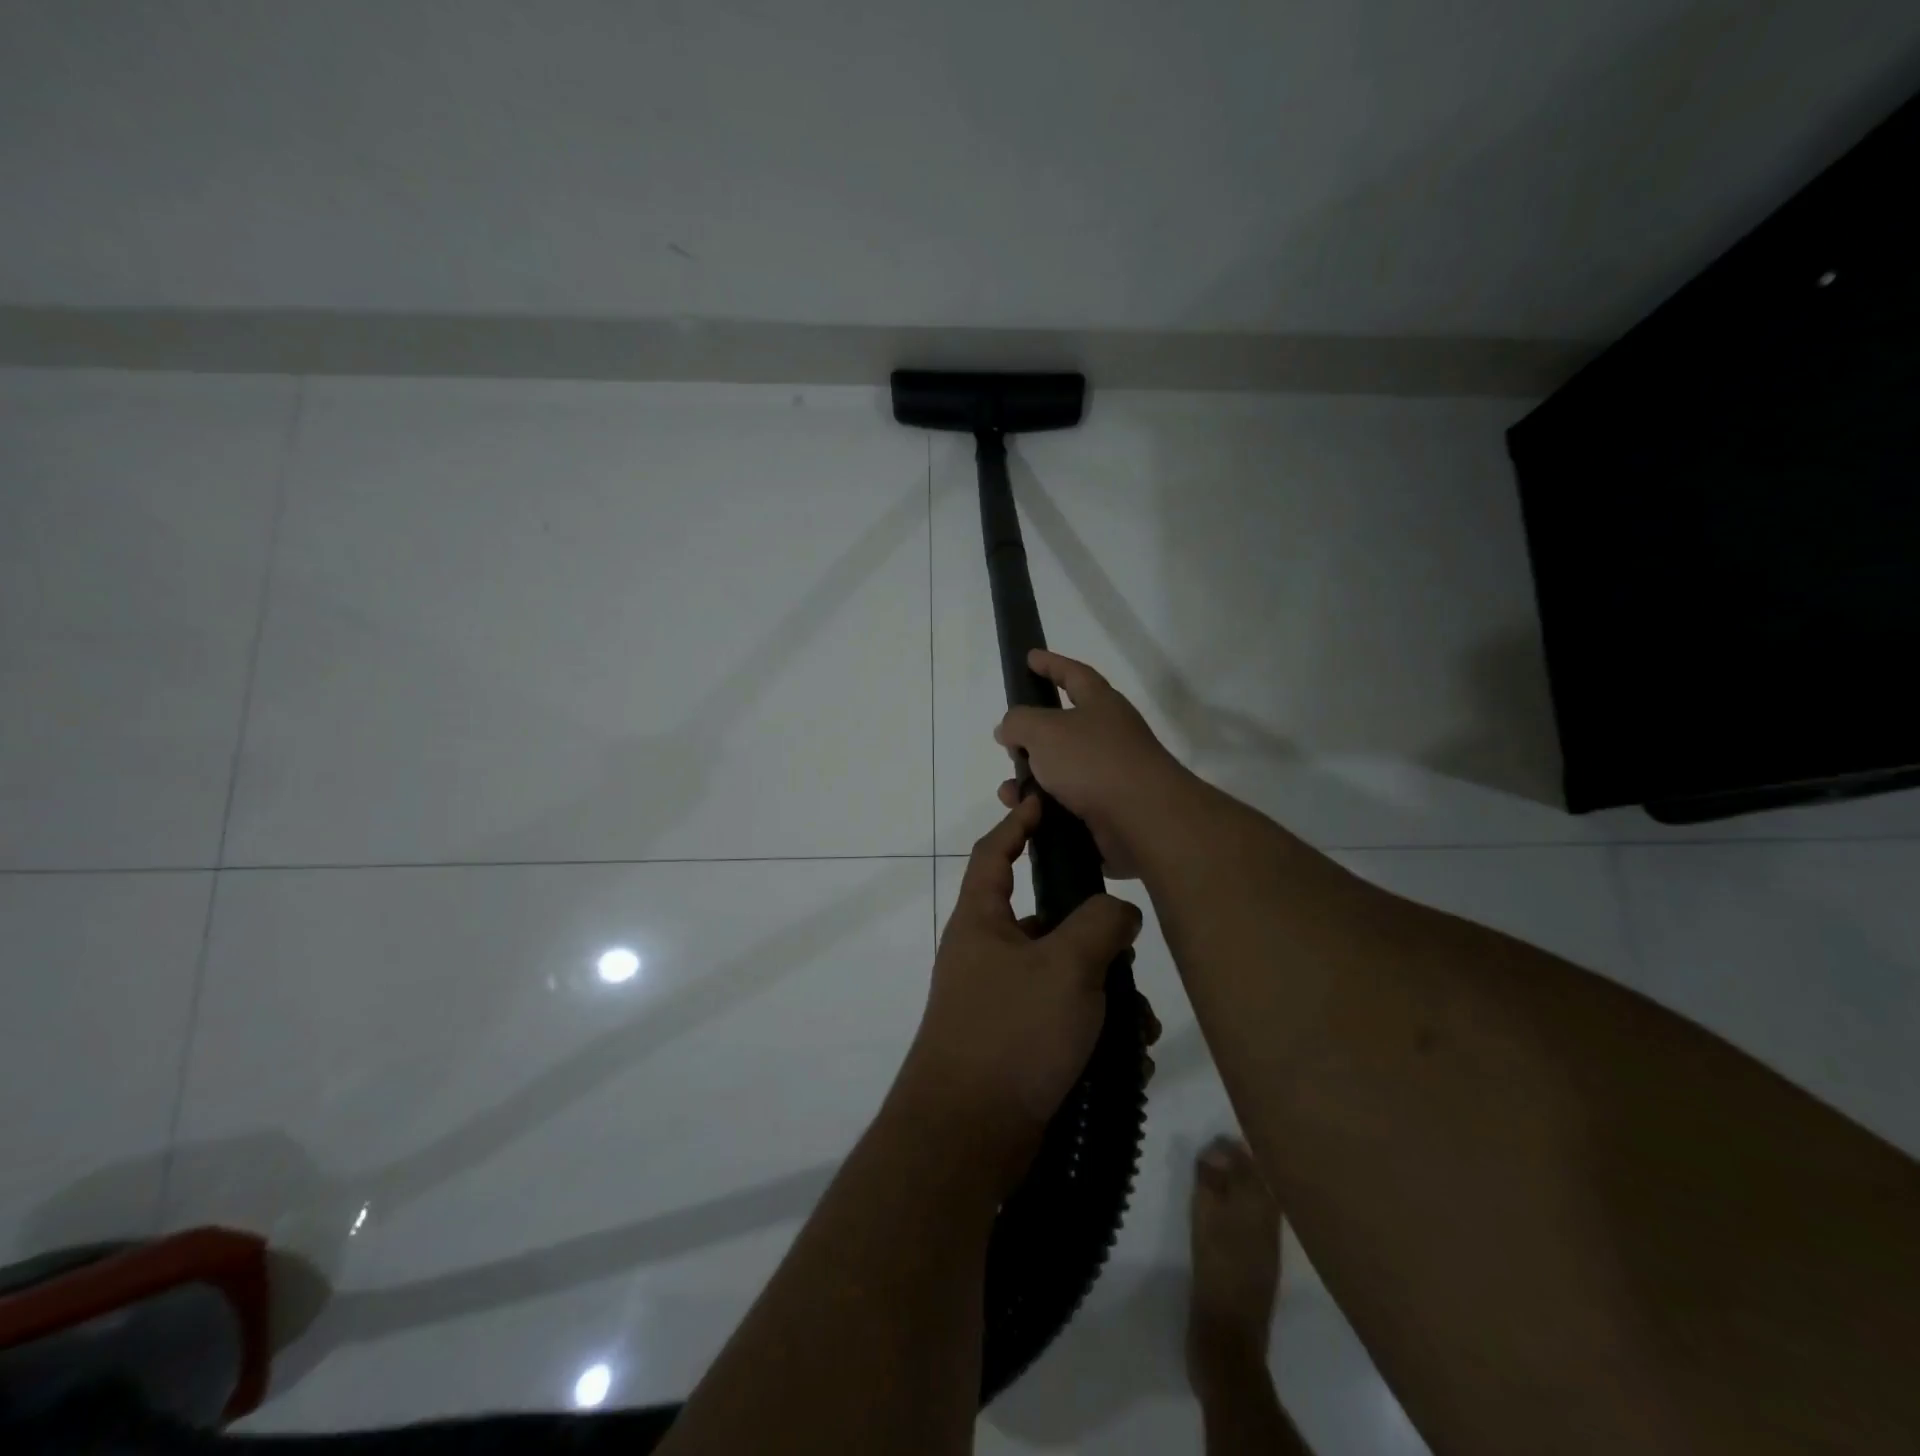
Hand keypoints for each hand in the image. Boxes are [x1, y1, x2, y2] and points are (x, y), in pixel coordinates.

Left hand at [898, 795, 1144, 1187]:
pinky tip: (1126, 1064)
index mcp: (982, 922)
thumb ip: (1099, 924)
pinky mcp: (1019, 1046)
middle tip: (1130, 955)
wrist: (967, 1138)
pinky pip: (1067, 1024)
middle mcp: (988, 955)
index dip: (1018, 824)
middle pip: (1049, 922)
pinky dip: (1098, 1036)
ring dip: (1108, 998)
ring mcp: (1002, 1003)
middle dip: (1096, 939)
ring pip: (1068, 979)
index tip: (1044, 804)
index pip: (995, 854)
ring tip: (1138, 1031)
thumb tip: (1118, 913)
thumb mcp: (1065, 966)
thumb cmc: (1011, 1032)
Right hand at [994, 649, 1193, 877]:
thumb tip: (1010, 730)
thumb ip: (1018, 722)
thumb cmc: (1093, 761)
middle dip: (1030, 738)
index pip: (1073, 674)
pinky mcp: (1106, 811)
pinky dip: (1043, 809)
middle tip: (1008, 746)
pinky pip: (1065, 805)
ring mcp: (1109, 775)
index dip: (1051, 664)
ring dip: (1029, 781)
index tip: (1030, 657)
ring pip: (1058, 772)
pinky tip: (1028, 817)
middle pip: (1061, 729)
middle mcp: (1108, 736)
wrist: (1143, 820)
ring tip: (1010, 794)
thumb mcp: (1044, 730)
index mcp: (1100, 704)